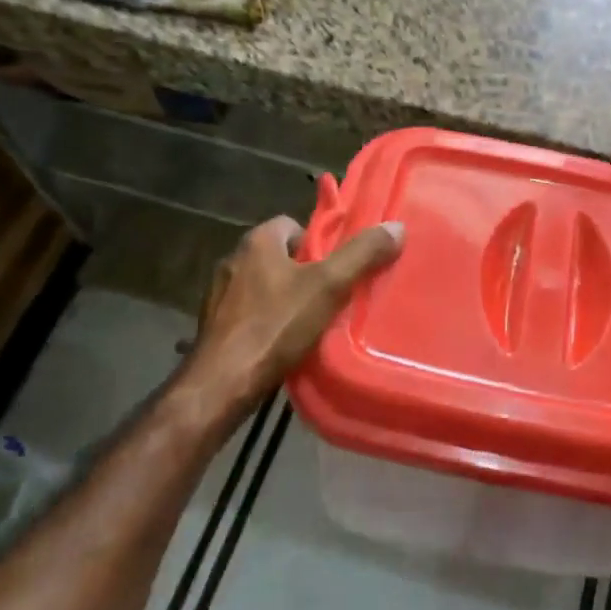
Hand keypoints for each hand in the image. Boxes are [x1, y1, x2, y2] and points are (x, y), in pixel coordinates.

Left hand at [180, 214, 403, 422]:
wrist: (222, 383)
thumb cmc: (275, 326)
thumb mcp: (328, 286)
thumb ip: (361, 255)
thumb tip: (396, 226)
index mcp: (257, 241)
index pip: (295, 225)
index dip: (320, 244)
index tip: (337, 268)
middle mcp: (233, 259)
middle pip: (281, 256)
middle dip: (306, 273)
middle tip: (332, 296)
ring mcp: (219, 294)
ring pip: (265, 285)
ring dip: (286, 299)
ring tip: (312, 322)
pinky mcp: (214, 325)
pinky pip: (250, 312)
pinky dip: (267, 322)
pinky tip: (283, 343)